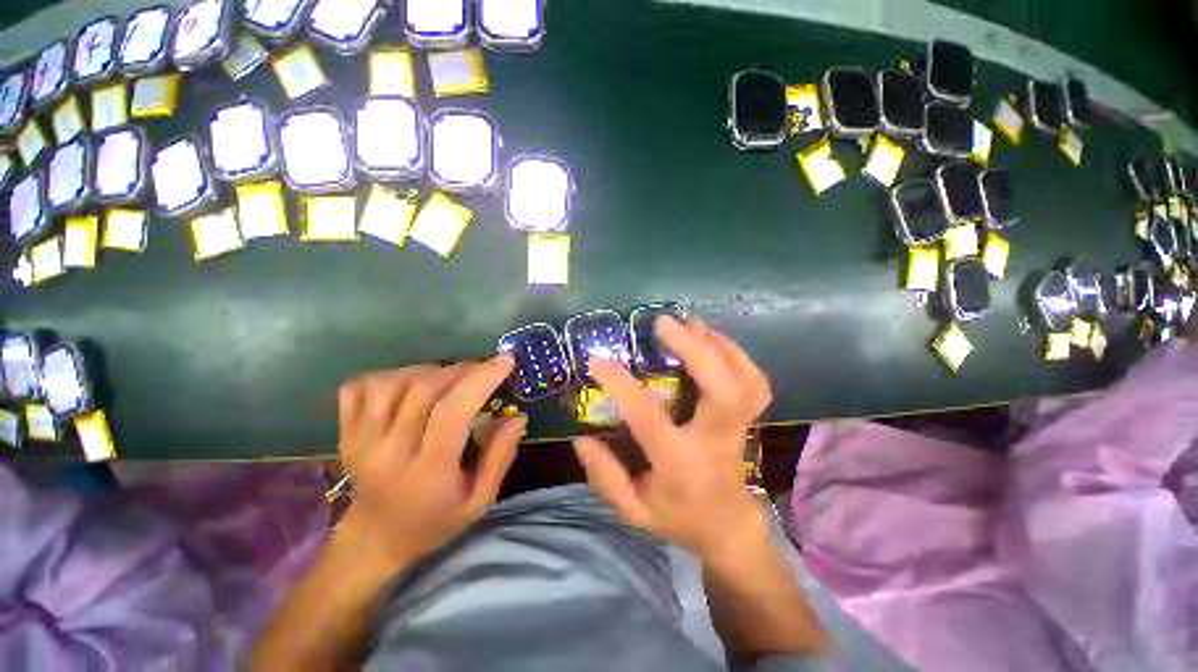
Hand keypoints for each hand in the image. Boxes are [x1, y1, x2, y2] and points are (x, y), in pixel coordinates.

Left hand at [337, 357, 524, 571]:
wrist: (375, 538)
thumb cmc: (435, 520)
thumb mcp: (480, 500)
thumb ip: (501, 457)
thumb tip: (518, 416)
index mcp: (426, 472)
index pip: (452, 412)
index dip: (480, 379)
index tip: (505, 361)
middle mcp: (387, 452)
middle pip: (423, 389)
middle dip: (461, 369)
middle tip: (483, 369)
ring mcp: (359, 440)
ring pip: (392, 382)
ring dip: (429, 370)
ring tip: (450, 378)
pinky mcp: (344, 431)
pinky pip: (360, 386)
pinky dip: (389, 375)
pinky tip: (411, 384)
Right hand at [573, 317, 771, 560]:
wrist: (729, 528)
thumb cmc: (679, 518)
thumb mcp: (634, 511)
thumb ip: (606, 477)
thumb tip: (581, 438)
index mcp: (681, 463)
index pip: (649, 418)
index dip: (621, 385)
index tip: (597, 362)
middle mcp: (716, 440)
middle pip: (722, 389)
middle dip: (695, 349)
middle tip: (664, 323)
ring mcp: (739, 428)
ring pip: (746, 380)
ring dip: (719, 345)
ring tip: (690, 323)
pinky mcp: (749, 419)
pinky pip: (754, 382)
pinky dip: (735, 355)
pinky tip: (711, 340)